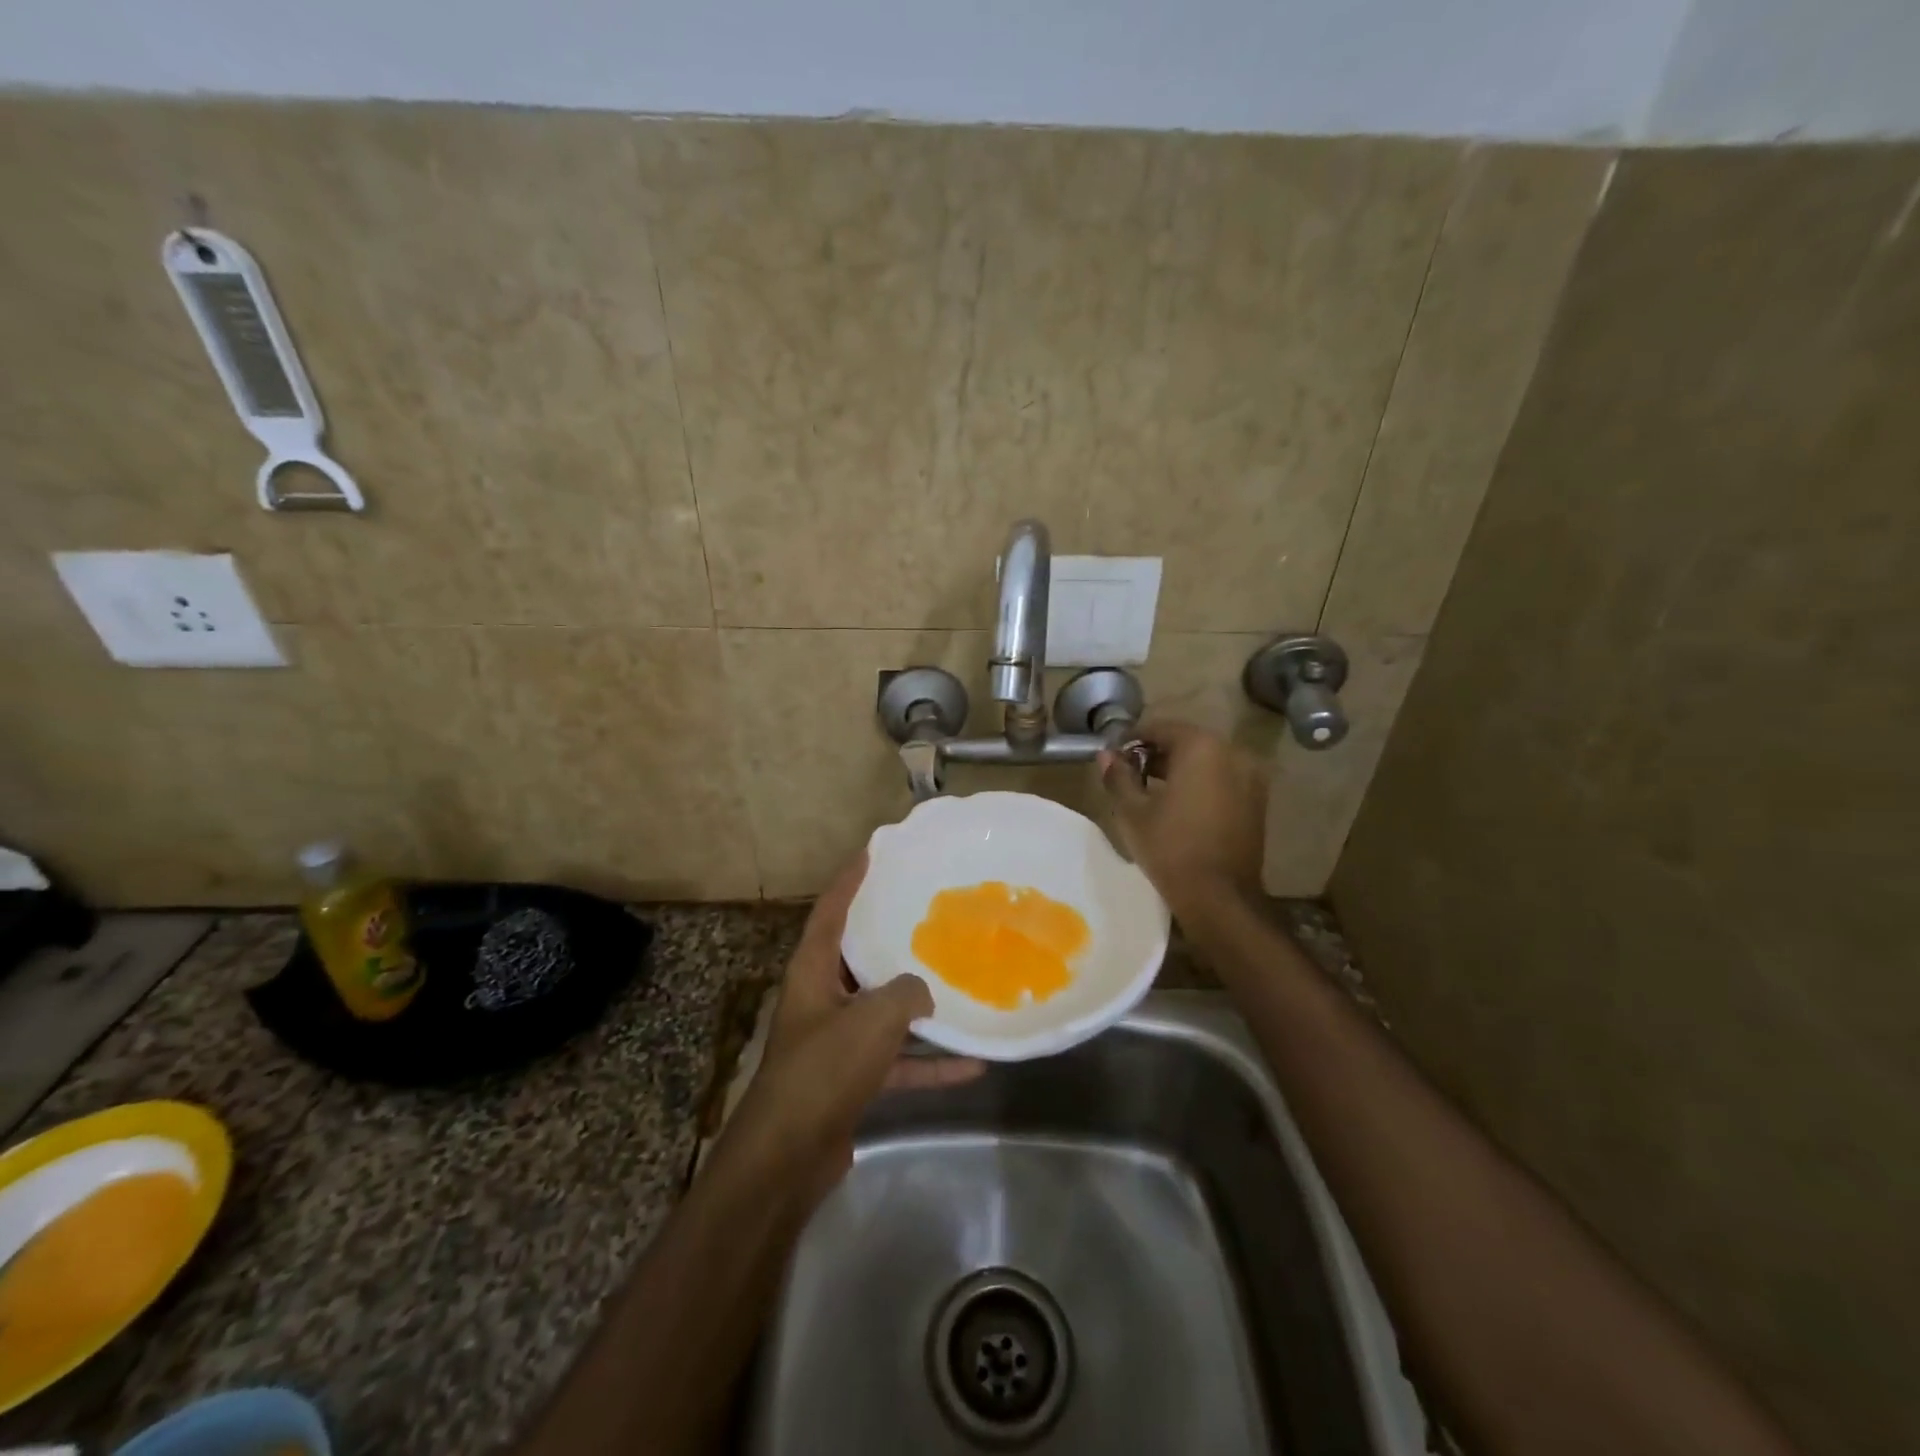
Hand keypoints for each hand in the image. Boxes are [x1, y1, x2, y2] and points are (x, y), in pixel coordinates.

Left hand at [717, 853, 980, 1201]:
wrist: (788, 1157)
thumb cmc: (824, 1069)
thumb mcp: (873, 1019)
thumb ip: (907, 994)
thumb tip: (923, 994)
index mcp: (812, 972)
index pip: (830, 912)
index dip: (849, 880)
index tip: (872, 852)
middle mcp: (820, 999)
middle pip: (857, 957)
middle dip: (888, 936)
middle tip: (924, 912)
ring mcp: (835, 1041)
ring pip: (882, 1011)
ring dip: (917, 1005)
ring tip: (958, 982)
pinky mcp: (850, 1080)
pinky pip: (896, 1060)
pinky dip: (928, 1061)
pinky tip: (972, 1065)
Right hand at [1097, 720, 1267, 911]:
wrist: (1220, 897)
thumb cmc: (1170, 848)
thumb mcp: (1133, 812)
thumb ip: (1118, 776)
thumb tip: (1106, 754)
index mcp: (1201, 747)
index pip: (1160, 728)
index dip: (1132, 740)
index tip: (1114, 757)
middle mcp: (1232, 752)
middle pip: (1186, 741)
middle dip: (1156, 754)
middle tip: (1130, 775)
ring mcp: (1250, 777)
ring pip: (1206, 761)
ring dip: (1179, 769)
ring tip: (1152, 792)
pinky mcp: (1258, 801)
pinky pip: (1223, 779)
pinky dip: (1201, 783)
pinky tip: (1180, 806)